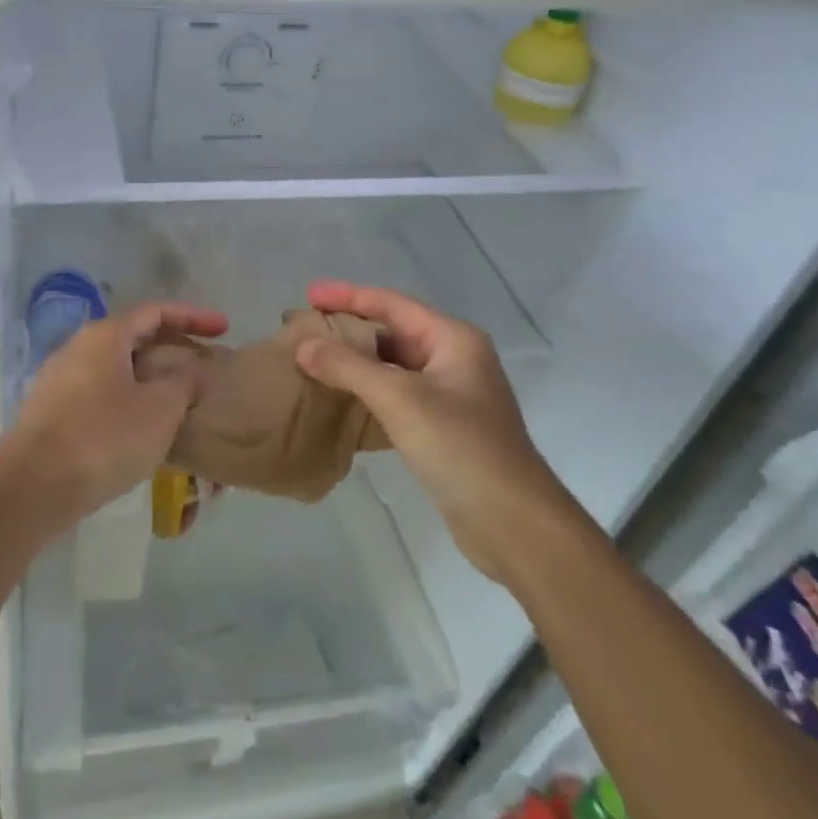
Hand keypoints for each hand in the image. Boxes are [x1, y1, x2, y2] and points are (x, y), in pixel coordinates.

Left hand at [8, 301, 227, 521]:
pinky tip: (142, 428)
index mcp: (105, 335)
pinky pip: (99, 395)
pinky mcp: (49, 414)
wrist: (30, 488)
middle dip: (172, 348)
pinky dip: (128, 400)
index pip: (156, 311)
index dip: (193, 317)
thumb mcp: (159, 410)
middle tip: (203, 366)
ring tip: (178, 399)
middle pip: (134, 337)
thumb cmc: (103, 438)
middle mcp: (78, 348)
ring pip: (116, 368)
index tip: (224, 329)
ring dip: (150, 378)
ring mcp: (59, 381)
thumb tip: (190, 372)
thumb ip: (183, 383)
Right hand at [295, 281, 566, 581]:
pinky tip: (338, 399)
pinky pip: (396, 396)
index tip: (308, 293)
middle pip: (392, 331)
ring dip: (354, 362)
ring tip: (312, 360)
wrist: (514, 525)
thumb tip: (303, 345)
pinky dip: (367, 392)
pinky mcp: (443, 428)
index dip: (347, 295)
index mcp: (453, 339)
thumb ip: (348, 367)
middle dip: (348, 329)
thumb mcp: (400, 399)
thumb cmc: (461, 447)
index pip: (391, 303)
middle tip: (304, 328)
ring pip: (393, 366)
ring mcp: (450, 395)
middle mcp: (454, 359)